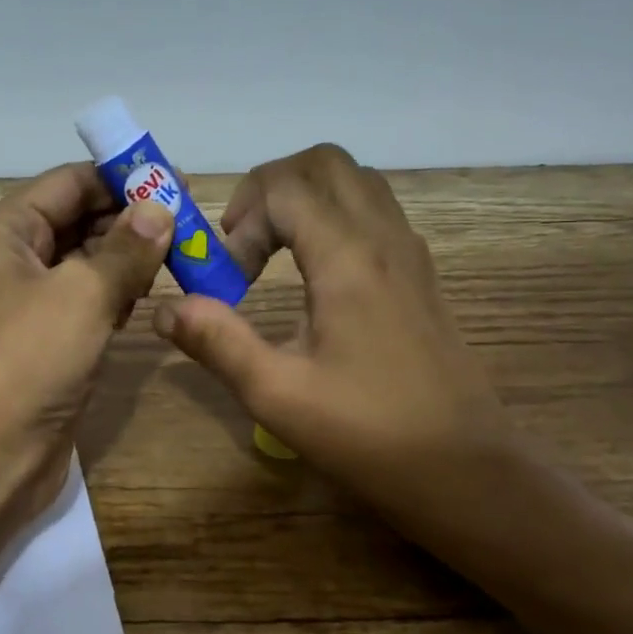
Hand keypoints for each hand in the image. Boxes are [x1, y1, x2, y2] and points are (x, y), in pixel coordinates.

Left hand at [0, 162, 173, 519]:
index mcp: (0, 231)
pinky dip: (114, 293)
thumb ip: (126, 247)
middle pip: (75, 219)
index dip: (123, 178)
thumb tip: (161, 206)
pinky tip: (148, 295)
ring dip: (126, 257)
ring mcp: (23, 302)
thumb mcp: (82, 295)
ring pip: (83, 262)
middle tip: (190, 224)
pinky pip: (82, 300)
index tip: (179, 183)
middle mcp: (6, 258)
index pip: (68, 183)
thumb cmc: (26, 362)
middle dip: (130, 219)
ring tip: (180, 255)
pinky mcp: (41, 340)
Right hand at [151, 144, 510, 517]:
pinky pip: (374, 210)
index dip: (242, 220)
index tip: (229, 278)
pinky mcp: (420, 273)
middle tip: (243, 242)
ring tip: (273, 253)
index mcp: (349, 259)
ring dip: (303, 198)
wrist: (466, 471)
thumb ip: (217, 342)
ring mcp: (410, 252)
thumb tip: (165, 307)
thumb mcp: (277, 395)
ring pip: (354, 181)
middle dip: (269, 187)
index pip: (284, 186)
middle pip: (324, 162)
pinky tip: (313, 274)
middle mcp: (384, 238)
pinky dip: (333, 216)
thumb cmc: (369, 435)